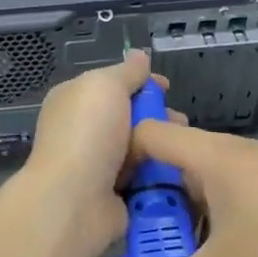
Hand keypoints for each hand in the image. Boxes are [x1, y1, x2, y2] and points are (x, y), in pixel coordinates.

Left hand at [25, 51, 166, 256]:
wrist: (74, 200)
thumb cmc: (88, 133)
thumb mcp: (106, 86)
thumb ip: (126, 71)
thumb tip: (139, 55)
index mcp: (75, 100)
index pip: (112, 85)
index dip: (141, 83)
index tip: (167, 87)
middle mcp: (84, 130)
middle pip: (130, 116)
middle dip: (158, 116)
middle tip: (181, 121)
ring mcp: (98, 164)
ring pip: (140, 148)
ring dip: (162, 146)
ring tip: (184, 146)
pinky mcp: (114, 195)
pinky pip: (144, 178)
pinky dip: (160, 175)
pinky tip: (179, 170)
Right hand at [127, 122, 257, 256]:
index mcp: (209, 154)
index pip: (149, 133)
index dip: (121, 155)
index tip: (105, 190)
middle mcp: (227, 149)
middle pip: (171, 154)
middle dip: (149, 190)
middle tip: (132, 226)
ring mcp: (252, 163)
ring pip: (199, 172)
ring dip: (180, 203)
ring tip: (167, 241)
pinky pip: (223, 182)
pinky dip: (207, 205)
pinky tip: (210, 240)